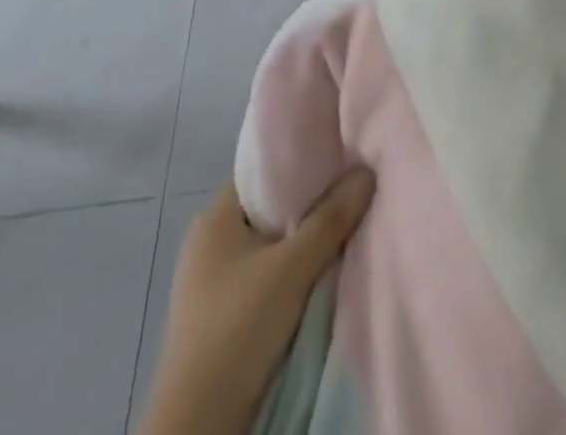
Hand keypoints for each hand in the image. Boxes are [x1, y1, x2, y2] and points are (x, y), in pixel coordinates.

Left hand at [139, 168, 374, 434]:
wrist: (199, 430)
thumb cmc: (236, 329)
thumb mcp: (291, 269)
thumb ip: (331, 218)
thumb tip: (367, 171)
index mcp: (214, 219)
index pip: (264, 171)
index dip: (303, 161)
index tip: (343, 158)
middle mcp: (210, 243)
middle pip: (272, 208)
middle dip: (311, 204)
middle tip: (353, 192)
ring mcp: (215, 283)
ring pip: (273, 245)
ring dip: (305, 243)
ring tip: (347, 229)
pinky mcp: (224, 318)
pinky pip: (268, 276)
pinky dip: (294, 273)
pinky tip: (323, 273)